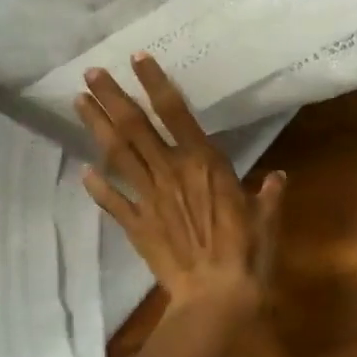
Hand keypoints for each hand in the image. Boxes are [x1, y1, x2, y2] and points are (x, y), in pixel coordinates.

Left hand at [76, 53, 285, 313]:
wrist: (215, 296)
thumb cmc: (247, 254)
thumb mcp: (265, 220)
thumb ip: (267, 195)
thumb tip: (277, 177)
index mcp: (204, 163)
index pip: (176, 113)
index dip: (156, 84)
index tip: (137, 59)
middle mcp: (171, 172)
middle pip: (136, 128)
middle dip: (113, 98)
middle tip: (91, 73)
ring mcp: (150, 198)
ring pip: (118, 155)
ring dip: (97, 127)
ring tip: (79, 102)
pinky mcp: (137, 225)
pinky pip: (113, 202)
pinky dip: (97, 187)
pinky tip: (82, 172)